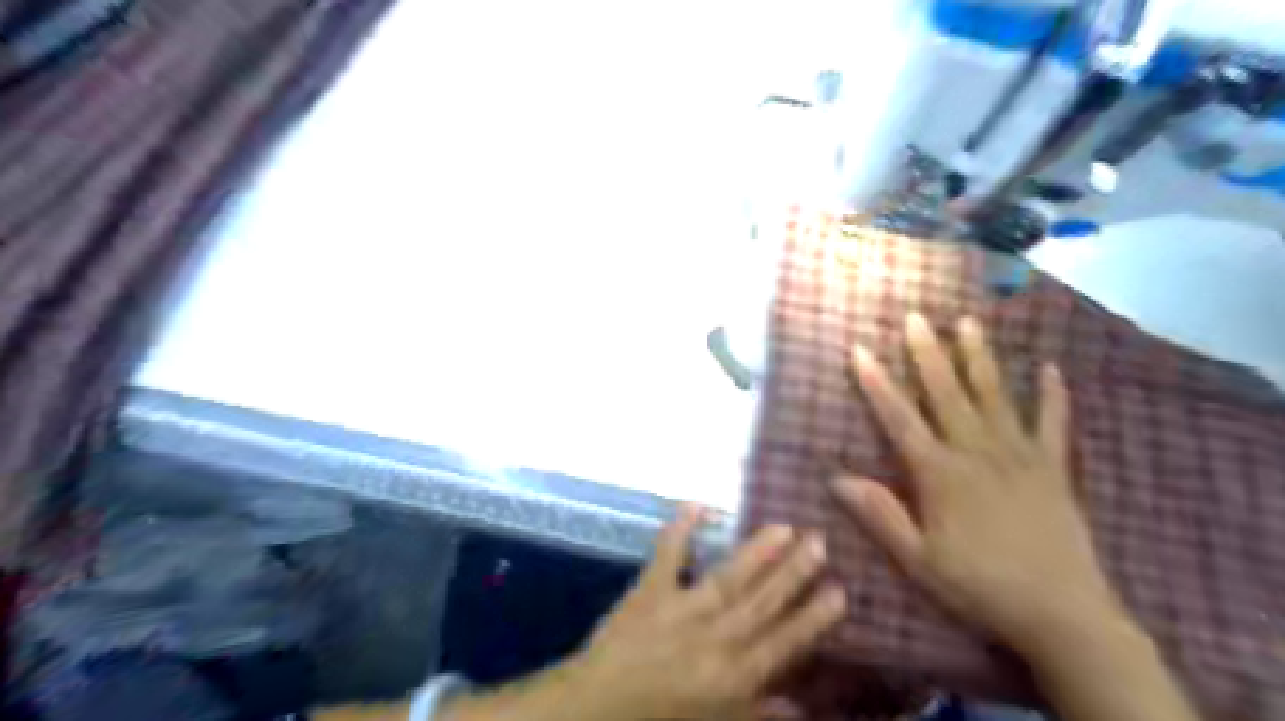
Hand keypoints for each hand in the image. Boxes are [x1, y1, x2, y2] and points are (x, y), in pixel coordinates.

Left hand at [570, 506, 844, 720]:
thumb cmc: (659, 718)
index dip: (811, 618)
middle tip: (819, 542)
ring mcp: (681, 611)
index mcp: (732, 677)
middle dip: (793, 573)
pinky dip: (680, 530)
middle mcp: (714, 639)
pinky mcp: (650, 592)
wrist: (597, 708)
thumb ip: (756, 711)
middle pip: (760, 603)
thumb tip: (800, 709)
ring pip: (727, 579)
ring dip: (756, 553)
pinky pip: (667, 557)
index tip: (839, 591)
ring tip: (783, 527)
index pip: (781, 643)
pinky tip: (697, 505)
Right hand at [835, 313, 1127, 651]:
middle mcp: (976, 452)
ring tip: (968, 322)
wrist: (1062, 613)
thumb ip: (879, 513)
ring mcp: (1019, 455)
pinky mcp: (1054, 467)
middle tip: (916, 316)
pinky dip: (1052, 394)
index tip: (860, 349)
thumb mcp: (918, 558)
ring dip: (978, 357)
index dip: (876, 383)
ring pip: (994, 395)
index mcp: (939, 473)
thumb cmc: (979, 584)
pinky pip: (1054, 422)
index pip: (899, 418)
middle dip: (927, 352)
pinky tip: (1049, 367)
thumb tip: (836, 478)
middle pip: (946, 393)